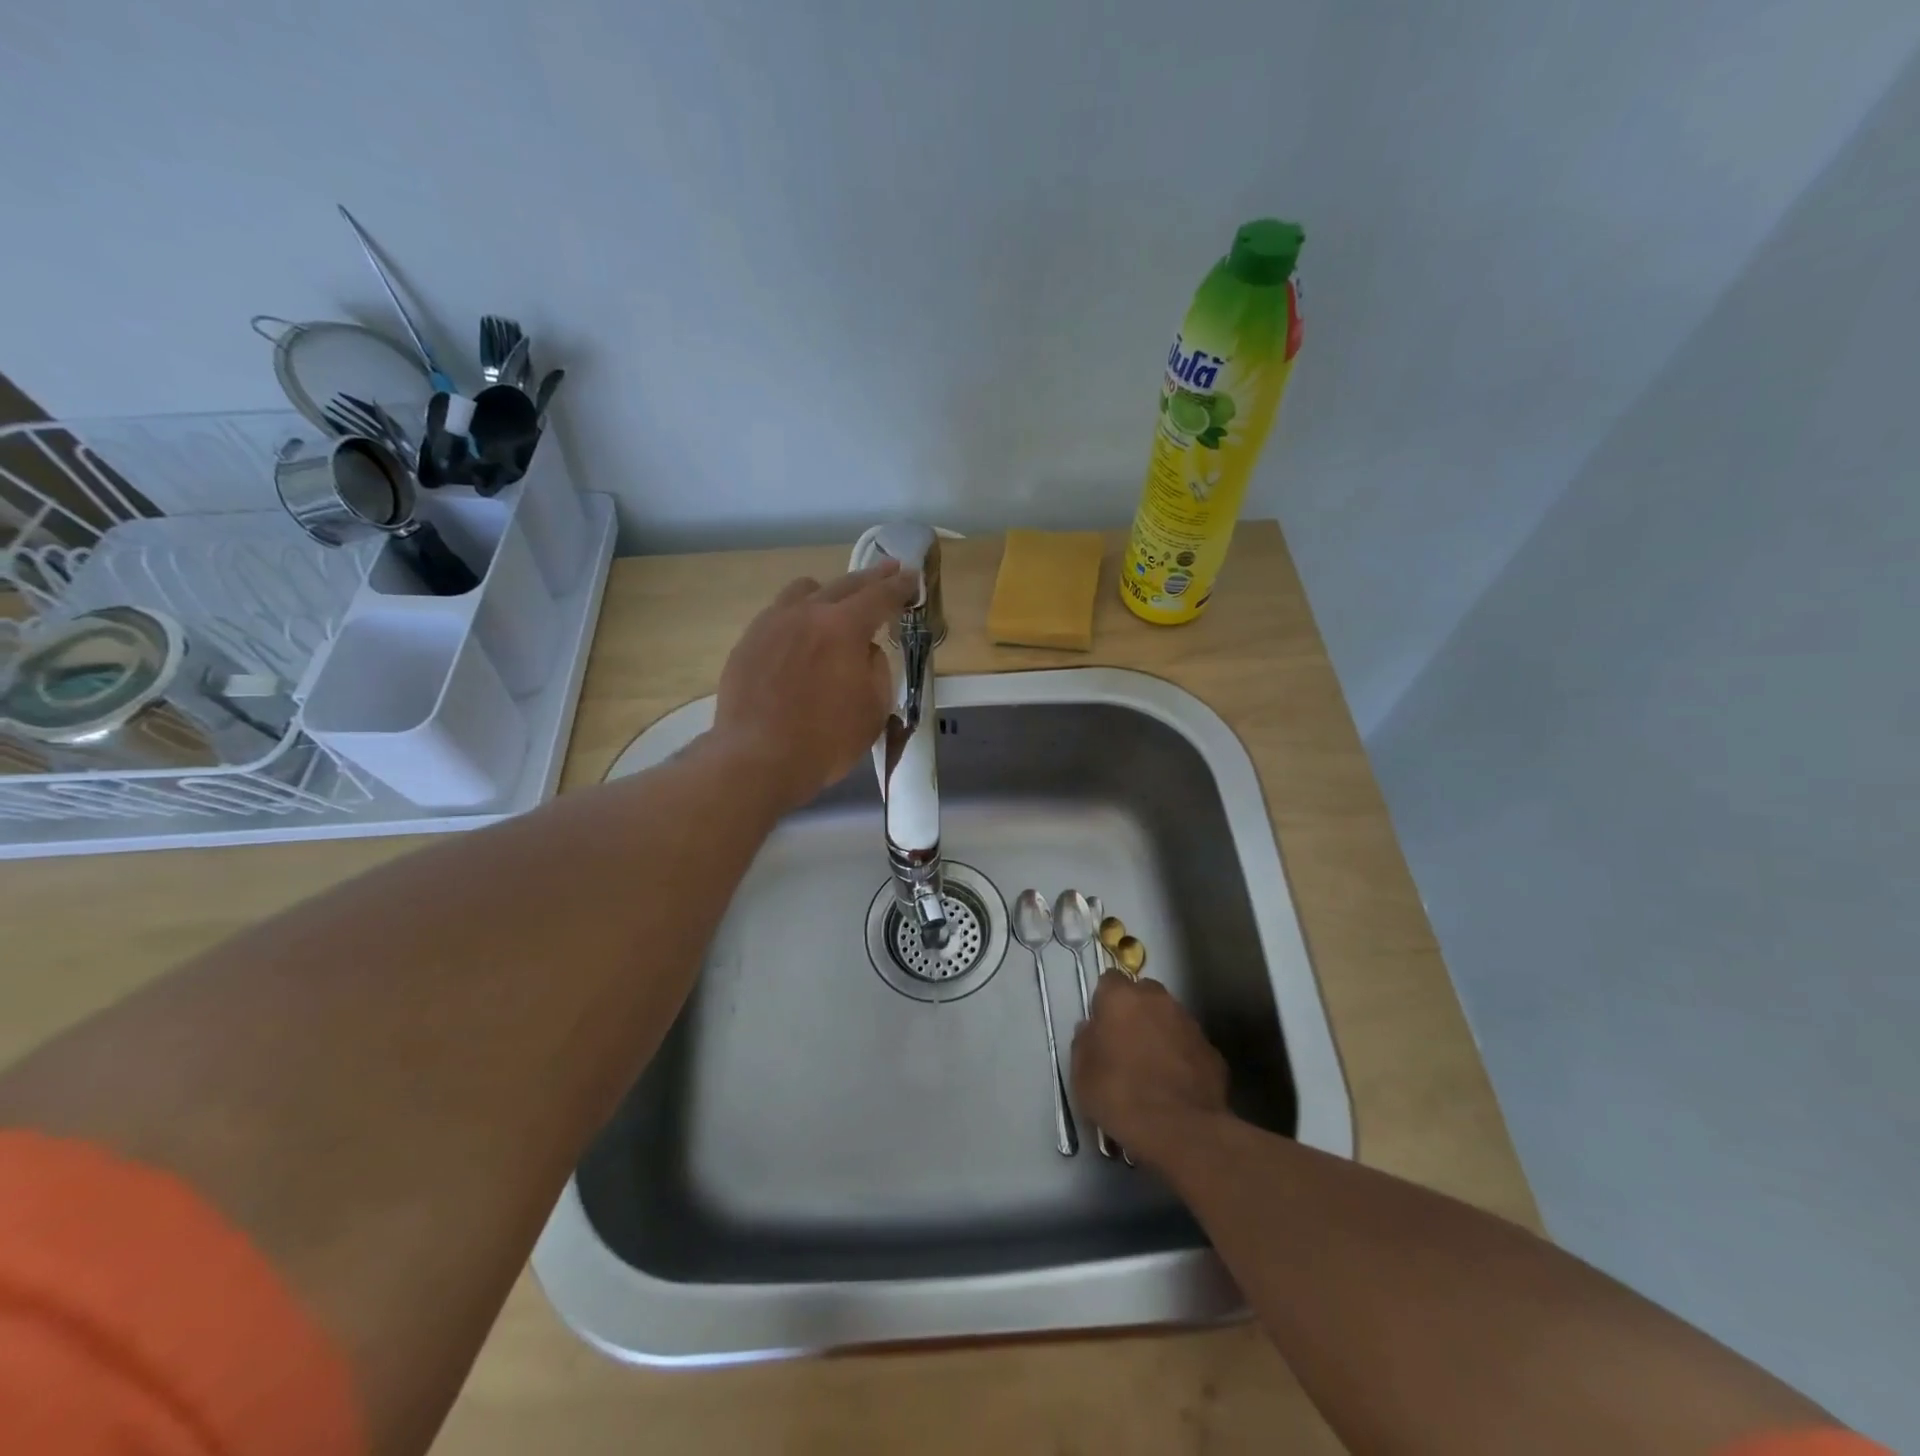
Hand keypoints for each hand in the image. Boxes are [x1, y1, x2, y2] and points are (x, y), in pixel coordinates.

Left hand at [711, 561, 919, 812]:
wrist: (757, 760)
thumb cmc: (826, 741)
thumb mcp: (874, 709)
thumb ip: (876, 668)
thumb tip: (865, 650)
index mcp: (843, 627)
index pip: (880, 597)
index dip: (900, 586)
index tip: (912, 578)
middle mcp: (806, 613)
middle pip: (844, 585)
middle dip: (871, 578)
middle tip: (889, 570)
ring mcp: (771, 624)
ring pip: (804, 591)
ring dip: (829, 591)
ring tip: (837, 601)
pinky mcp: (748, 641)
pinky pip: (778, 613)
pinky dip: (798, 614)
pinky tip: (800, 632)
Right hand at [1071, 972, 1230, 1167]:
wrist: (1180, 1129)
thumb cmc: (1119, 1095)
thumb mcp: (1081, 1073)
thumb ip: (1084, 1041)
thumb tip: (1091, 1029)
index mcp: (1122, 998)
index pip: (1110, 980)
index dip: (1104, 1000)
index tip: (1101, 1024)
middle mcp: (1158, 1000)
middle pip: (1143, 993)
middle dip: (1135, 1011)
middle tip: (1125, 1043)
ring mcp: (1189, 1023)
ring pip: (1169, 1018)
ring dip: (1160, 1032)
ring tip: (1152, 1067)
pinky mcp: (1212, 1051)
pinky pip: (1189, 1045)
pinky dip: (1181, 1057)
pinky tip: (1175, 1084)